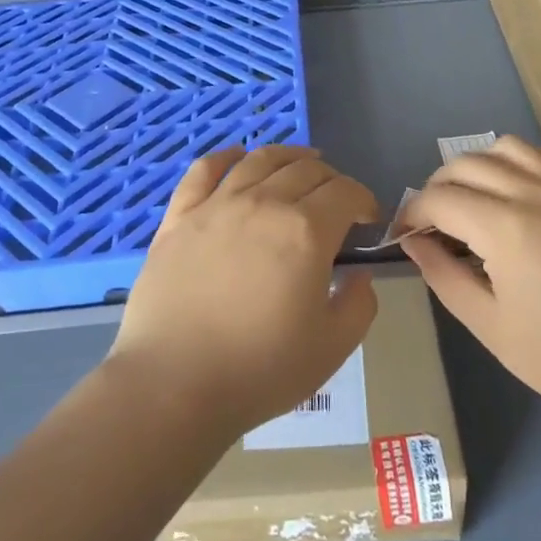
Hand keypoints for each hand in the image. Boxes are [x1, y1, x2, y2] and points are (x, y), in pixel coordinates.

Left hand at [108, 145, 380, 437]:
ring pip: (260, 160)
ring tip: (301, 163)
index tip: (368, 219)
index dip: (364, 200)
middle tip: (337, 202)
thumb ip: (359, 304)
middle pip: (306, 170)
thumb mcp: (332, 347)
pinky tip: (237, 157)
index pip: (345, 192)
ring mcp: (217, 204)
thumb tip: (360, 274)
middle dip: (332, 179)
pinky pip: (205, 169)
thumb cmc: (259, 370)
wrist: (173, 384)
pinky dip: (226, 156)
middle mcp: (264, 203)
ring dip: (289, 156)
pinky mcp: (179, 216)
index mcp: (305, 230)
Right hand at [398, 136, 540, 419]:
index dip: (411, 213)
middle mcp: (532, 192)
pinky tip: (516, 190)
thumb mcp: (490, 326)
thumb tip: (413, 242)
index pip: (439, 199)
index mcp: (506, 227)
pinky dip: (519, 161)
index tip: (401, 236)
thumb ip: (444, 277)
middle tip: (431, 226)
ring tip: (470, 202)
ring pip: (503, 147)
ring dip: (475, 167)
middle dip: (436, 189)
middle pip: (464, 165)